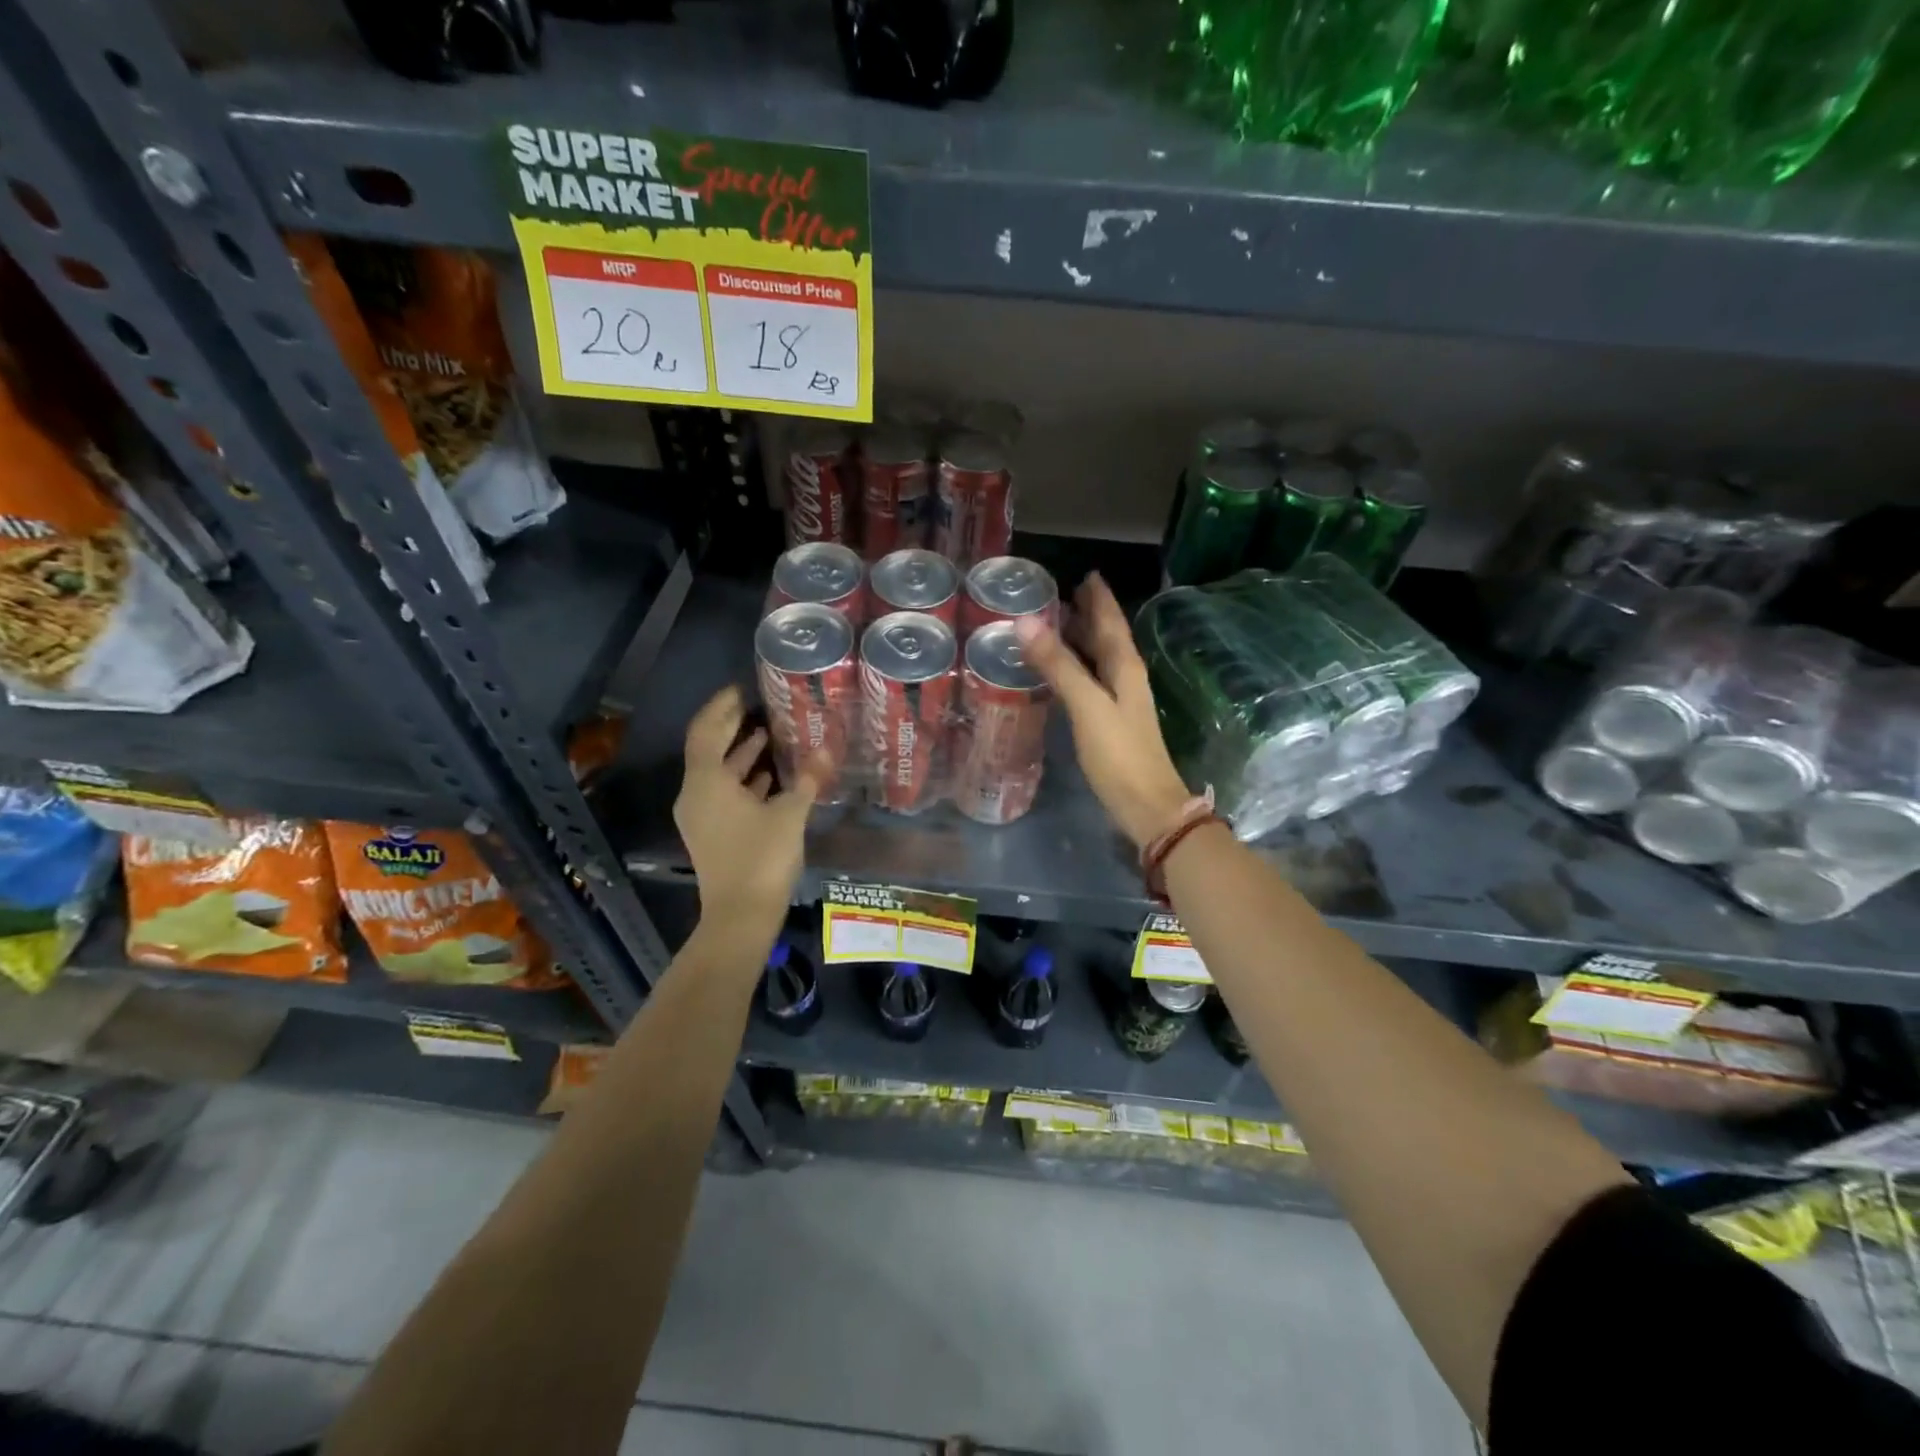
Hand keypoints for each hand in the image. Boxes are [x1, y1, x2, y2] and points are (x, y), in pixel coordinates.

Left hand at [674, 687, 824, 934]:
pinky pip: (724, 793)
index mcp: (707, 781)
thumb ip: (807, 779)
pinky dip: (743, 779)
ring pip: (718, 773)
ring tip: (768, 733)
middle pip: (709, 749)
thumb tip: (827, 748)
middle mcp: (696, 794)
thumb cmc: (762, 858)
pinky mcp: (712, 833)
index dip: (722, 707)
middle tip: (757, 704)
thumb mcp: (790, 814)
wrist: (740, 916)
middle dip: (732, 726)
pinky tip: (770, 776)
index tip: (742, 689)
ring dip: (740, 754)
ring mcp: (702, 816)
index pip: (707, 730)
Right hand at [1015, 574, 1193, 848]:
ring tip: (1059, 625)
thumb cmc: (1119, 755)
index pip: (1111, 622)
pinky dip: (1077, 668)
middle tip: (1064, 595)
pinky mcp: (1110, 723)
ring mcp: (1120, 703)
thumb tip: (1025, 623)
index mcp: (1125, 668)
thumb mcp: (1087, 706)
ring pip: (1100, 660)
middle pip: (1107, 638)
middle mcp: (1126, 679)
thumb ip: (1058, 665)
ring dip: (1082, 641)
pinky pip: (1092, 682)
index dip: (1100, 599)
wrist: (1146, 806)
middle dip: (1089, 615)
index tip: (1086, 575)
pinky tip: (1063, 674)